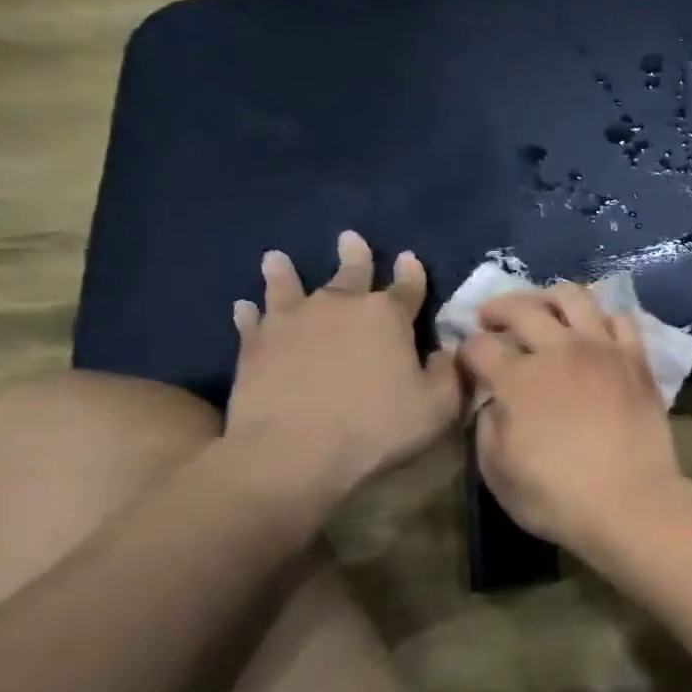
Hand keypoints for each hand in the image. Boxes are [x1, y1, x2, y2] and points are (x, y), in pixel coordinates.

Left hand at [225, 232, 461, 508]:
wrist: (291, 453)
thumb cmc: (375, 429)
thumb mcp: (437, 407)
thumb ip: (448, 373)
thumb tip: (445, 351)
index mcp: (386, 316)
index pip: (406, 286)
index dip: (411, 273)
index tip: (408, 258)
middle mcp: (339, 305)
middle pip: (350, 273)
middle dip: (355, 256)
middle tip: (350, 238)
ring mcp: (291, 321)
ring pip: (289, 286)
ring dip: (285, 272)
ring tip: (277, 258)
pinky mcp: (254, 344)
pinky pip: (251, 320)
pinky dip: (249, 312)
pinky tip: (243, 306)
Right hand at [460, 283, 682, 549]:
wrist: (632, 502)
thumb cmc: (558, 497)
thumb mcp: (498, 474)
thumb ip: (486, 429)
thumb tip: (491, 403)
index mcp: (518, 379)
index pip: (479, 346)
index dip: (465, 350)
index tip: (466, 361)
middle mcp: (558, 350)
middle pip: (521, 307)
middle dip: (497, 309)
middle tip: (490, 319)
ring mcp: (601, 348)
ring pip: (573, 296)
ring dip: (549, 298)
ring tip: (543, 311)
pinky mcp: (635, 358)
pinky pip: (620, 318)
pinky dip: (602, 318)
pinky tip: (594, 332)